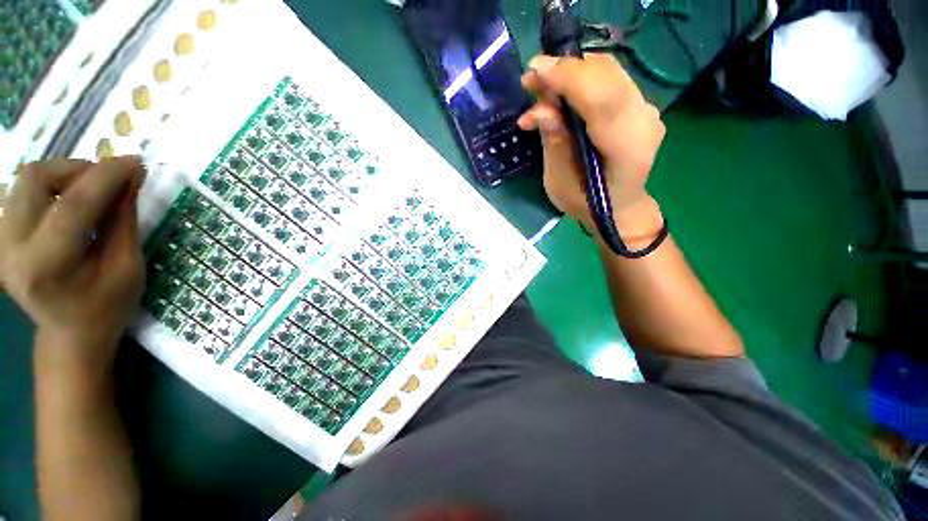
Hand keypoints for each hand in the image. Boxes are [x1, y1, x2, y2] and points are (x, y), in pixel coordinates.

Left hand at [0, 157, 145, 370]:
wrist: (70, 333)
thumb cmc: (107, 307)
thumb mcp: (128, 266)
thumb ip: (124, 219)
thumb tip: (132, 177)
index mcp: (47, 267)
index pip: (75, 205)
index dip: (107, 177)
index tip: (135, 162)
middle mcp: (12, 248)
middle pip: (36, 179)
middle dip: (77, 169)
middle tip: (109, 181)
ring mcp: (1, 241)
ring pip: (26, 179)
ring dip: (64, 175)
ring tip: (91, 191)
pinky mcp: (1, 235)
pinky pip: (22, 192)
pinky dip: (51, 187)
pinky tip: (70, 202)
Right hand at [518, 54, 665, 244]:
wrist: (619, 207)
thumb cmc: (586, 203)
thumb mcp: (561, 182)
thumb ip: (555, 143)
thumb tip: (540, 110)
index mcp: (626, 148)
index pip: (603, 99)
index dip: (569, 80)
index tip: (535, 70)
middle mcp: (643, 120)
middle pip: (607, 75)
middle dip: (565, 70)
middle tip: (530, 80)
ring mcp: (644, 110)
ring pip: (607, 72)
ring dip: (569, 74)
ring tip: (539, 90)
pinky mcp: (637, 106)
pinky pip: (607, 81)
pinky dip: (579, 82)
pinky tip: (557, 98)